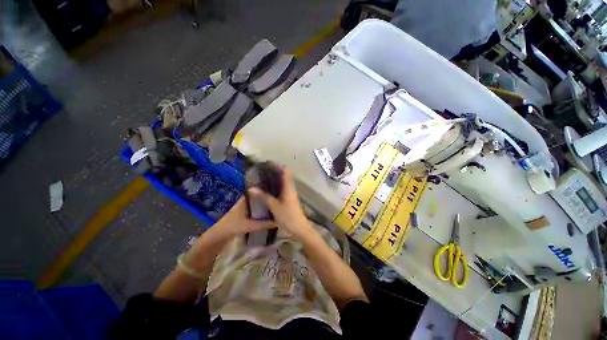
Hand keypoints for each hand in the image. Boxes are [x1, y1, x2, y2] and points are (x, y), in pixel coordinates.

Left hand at [215, 196, 275, 236]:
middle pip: (260, 198)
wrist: (218, 236)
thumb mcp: (249, 225)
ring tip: (277, 207)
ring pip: (258, 205)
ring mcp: (245, 207)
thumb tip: (278, 221)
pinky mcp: (245, 214)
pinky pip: (256, 210)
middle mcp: (246, 200)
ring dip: (265, 206)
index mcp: (246, 199)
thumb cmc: (232, 226)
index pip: (259, 191)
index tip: (278, 192)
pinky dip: (262, 212)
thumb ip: (264, 224)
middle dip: (268, 200)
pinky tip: (270, 215)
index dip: (268, 191)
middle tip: (280, 201)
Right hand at [249, 167, 310, 237]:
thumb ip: (264, 196)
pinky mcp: (290, 198)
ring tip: (264, 177)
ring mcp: (291, 193)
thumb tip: (251, 188)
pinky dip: (278, 185)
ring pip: (285, 181)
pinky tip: (269, 188)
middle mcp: (291, 187)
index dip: (279, 166)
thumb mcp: (274, 206)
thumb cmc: (287, 216)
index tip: (269, 165)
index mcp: (289, 187)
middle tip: (264, 171)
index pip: (287, 171)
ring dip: (277, 178)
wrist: (299, 227)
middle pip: (286, 174)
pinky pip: (284, 187)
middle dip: (276, 171)